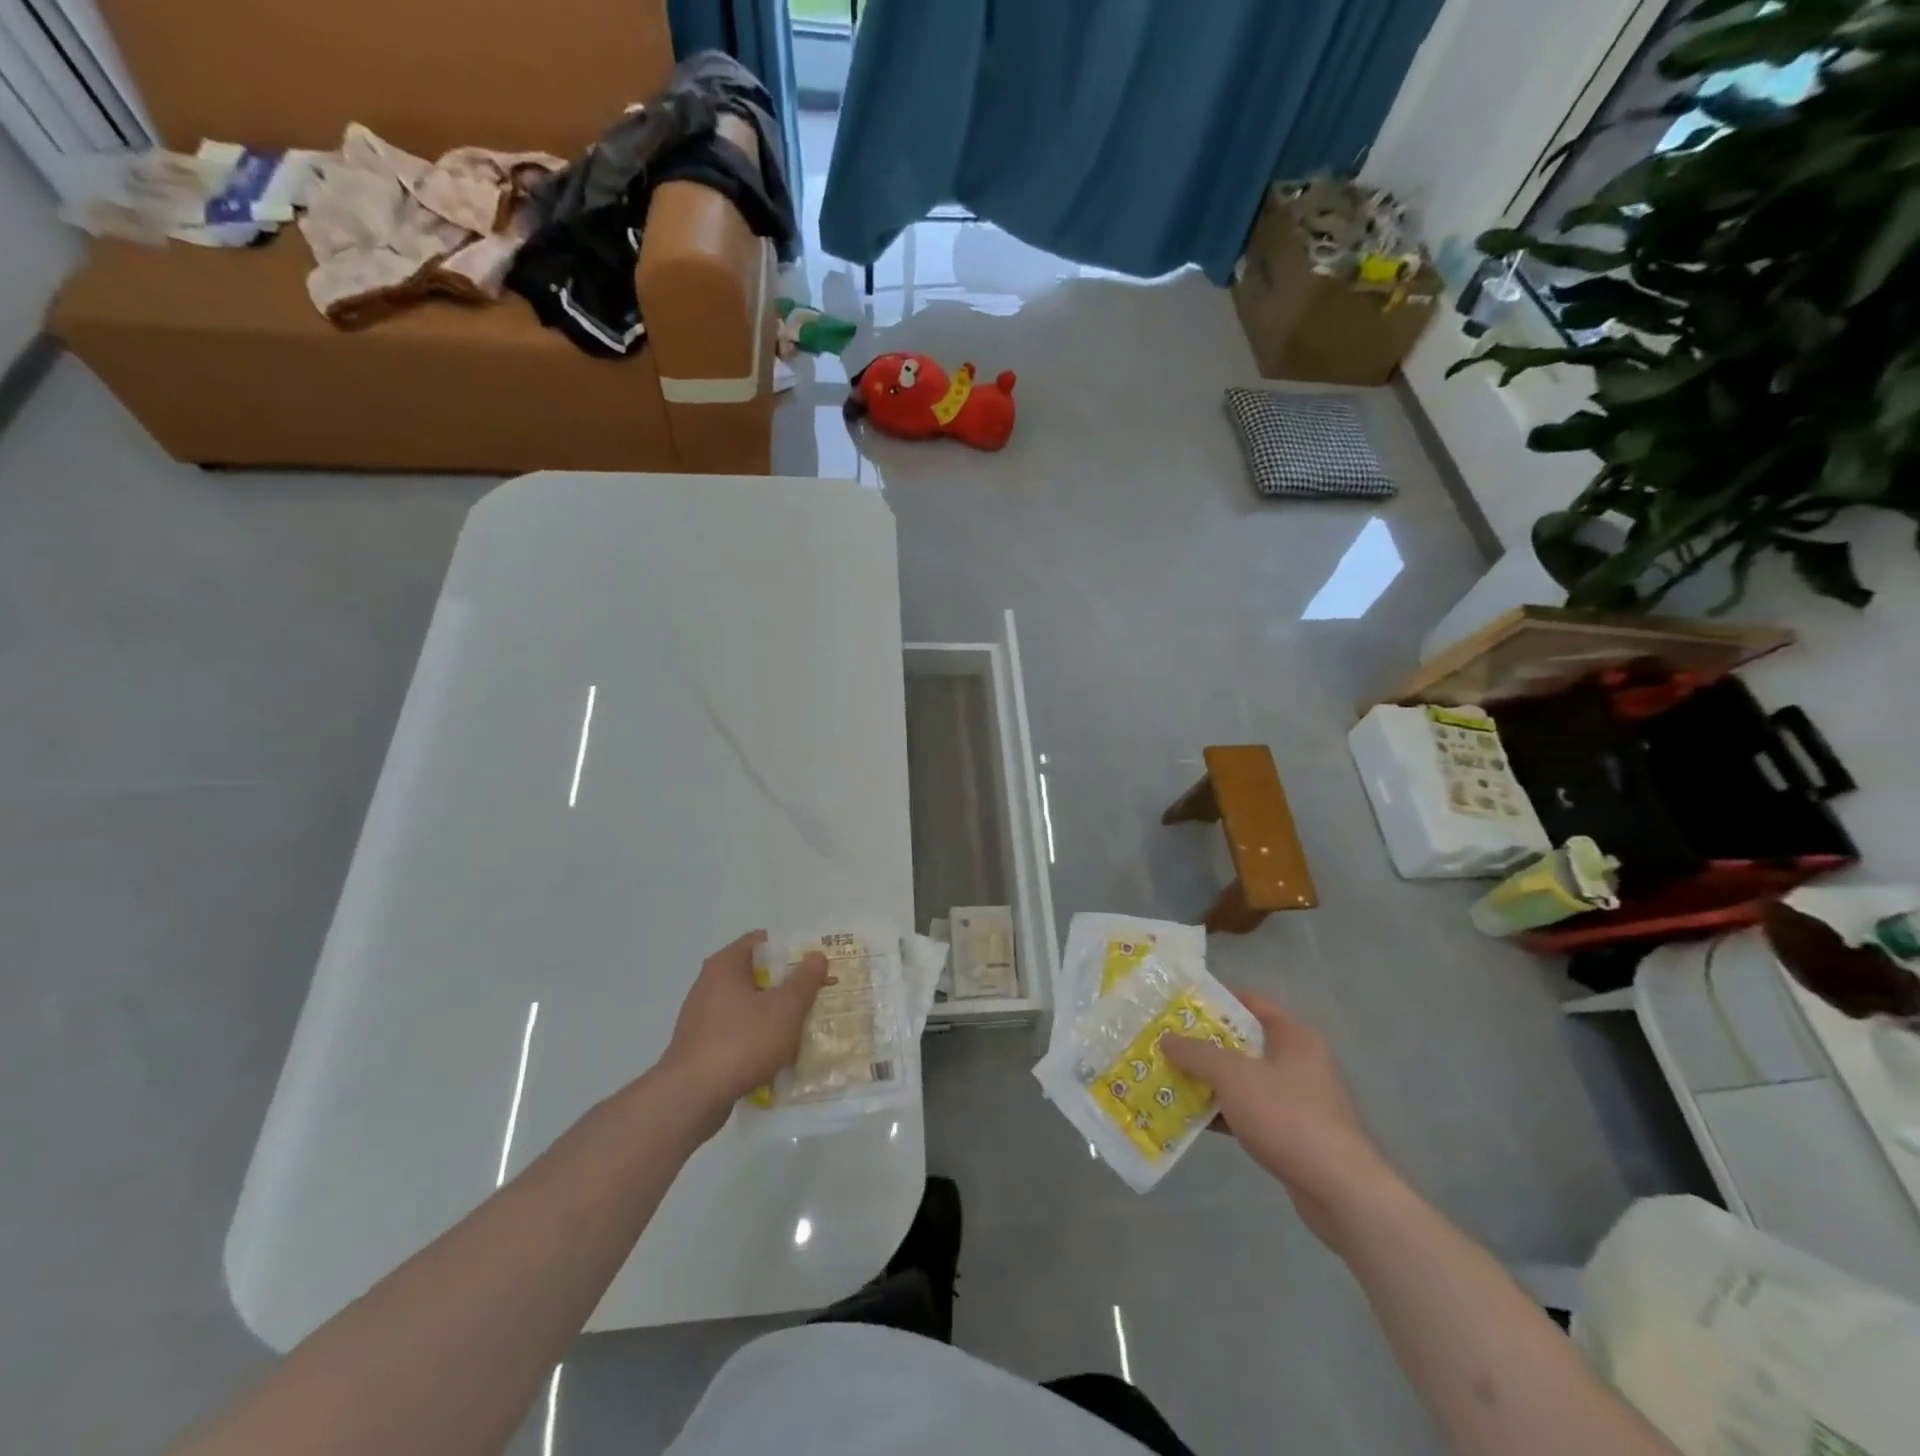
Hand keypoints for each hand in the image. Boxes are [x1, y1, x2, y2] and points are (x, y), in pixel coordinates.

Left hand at [658, 931, 829, 1131]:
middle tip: (815, 995)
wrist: (691, 1098)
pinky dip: (757, 1038)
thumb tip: (816, 956)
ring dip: (773, 1015)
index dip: (791, 949)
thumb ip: (805, 979)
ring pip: (748, 1006)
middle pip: (756, 975)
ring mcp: (702, 1017)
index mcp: (725, 965)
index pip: (762, 941)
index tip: (814, 964)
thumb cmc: (742, 1042)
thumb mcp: (785, 1008)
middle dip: (786, 985)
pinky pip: (737, 1033)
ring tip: (802, 1028)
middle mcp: (709, 984)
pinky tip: (777, 1056)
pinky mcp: (700, 1047)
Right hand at [1163, 991, 1391, 1247]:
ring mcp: (1300, 1100)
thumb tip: (1167, 1039)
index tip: (1181, 1005)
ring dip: (1212, 1081)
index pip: (1251, 1003)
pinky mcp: (1296, 1135)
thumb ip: (1197, 1054)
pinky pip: (1252, 1112)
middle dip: (1206, 1045)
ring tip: (1172, 1079)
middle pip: (1245, 1043)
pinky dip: (1226, 1113)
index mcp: (1294, 1036)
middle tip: (1169, 1043)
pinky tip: (1194, 1120)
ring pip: (1246, 1080)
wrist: (1339, 1191)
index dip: (1216, 1001)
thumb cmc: (1287, 1116)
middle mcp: (1300, 1062)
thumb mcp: (1233, 1076)